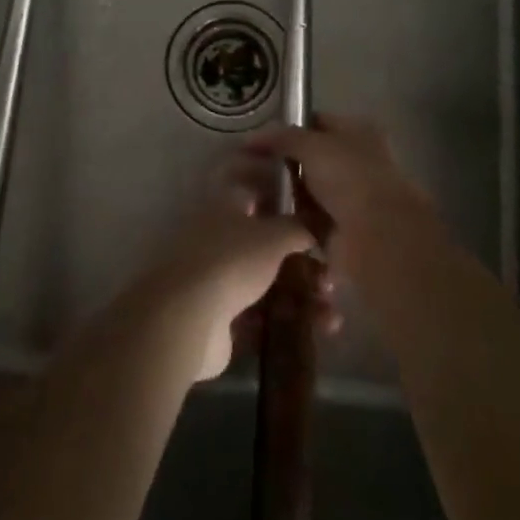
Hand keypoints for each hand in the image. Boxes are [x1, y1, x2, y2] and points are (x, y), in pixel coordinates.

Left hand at [144, 153, 336, 379]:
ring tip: (331, 315)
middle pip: (266, 243)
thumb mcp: (274, 235)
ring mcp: (217, 279)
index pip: (253, 187)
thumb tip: (315, 226)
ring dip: (303, 296)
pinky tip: (320, 332)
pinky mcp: (220, 318)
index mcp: (226, 206)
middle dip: (302, 260)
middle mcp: (219, 238)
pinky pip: (263, 316)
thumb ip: (298, 227)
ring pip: (268, 282)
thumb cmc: (232, 260)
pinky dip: (290, 322)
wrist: (188, 318)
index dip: (279, 192)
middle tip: (330, 276)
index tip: (308, 204)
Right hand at [246, 114, 435, 276]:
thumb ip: (282, 137)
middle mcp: (355, 163)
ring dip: (284, 193)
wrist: (377, 237)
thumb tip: (252, 137)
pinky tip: (264, 217)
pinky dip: (290, 219)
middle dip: (282, 163)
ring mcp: (348, 198)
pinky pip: (306, 219)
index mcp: (357, 133)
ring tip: (250, 193)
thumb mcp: (312, 145)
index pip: (317, 122)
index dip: (289, 127)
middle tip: (248, 166)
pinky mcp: (338, 229)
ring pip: (307, 190)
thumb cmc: (349, 178)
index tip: (258, 138)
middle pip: (311, 158)